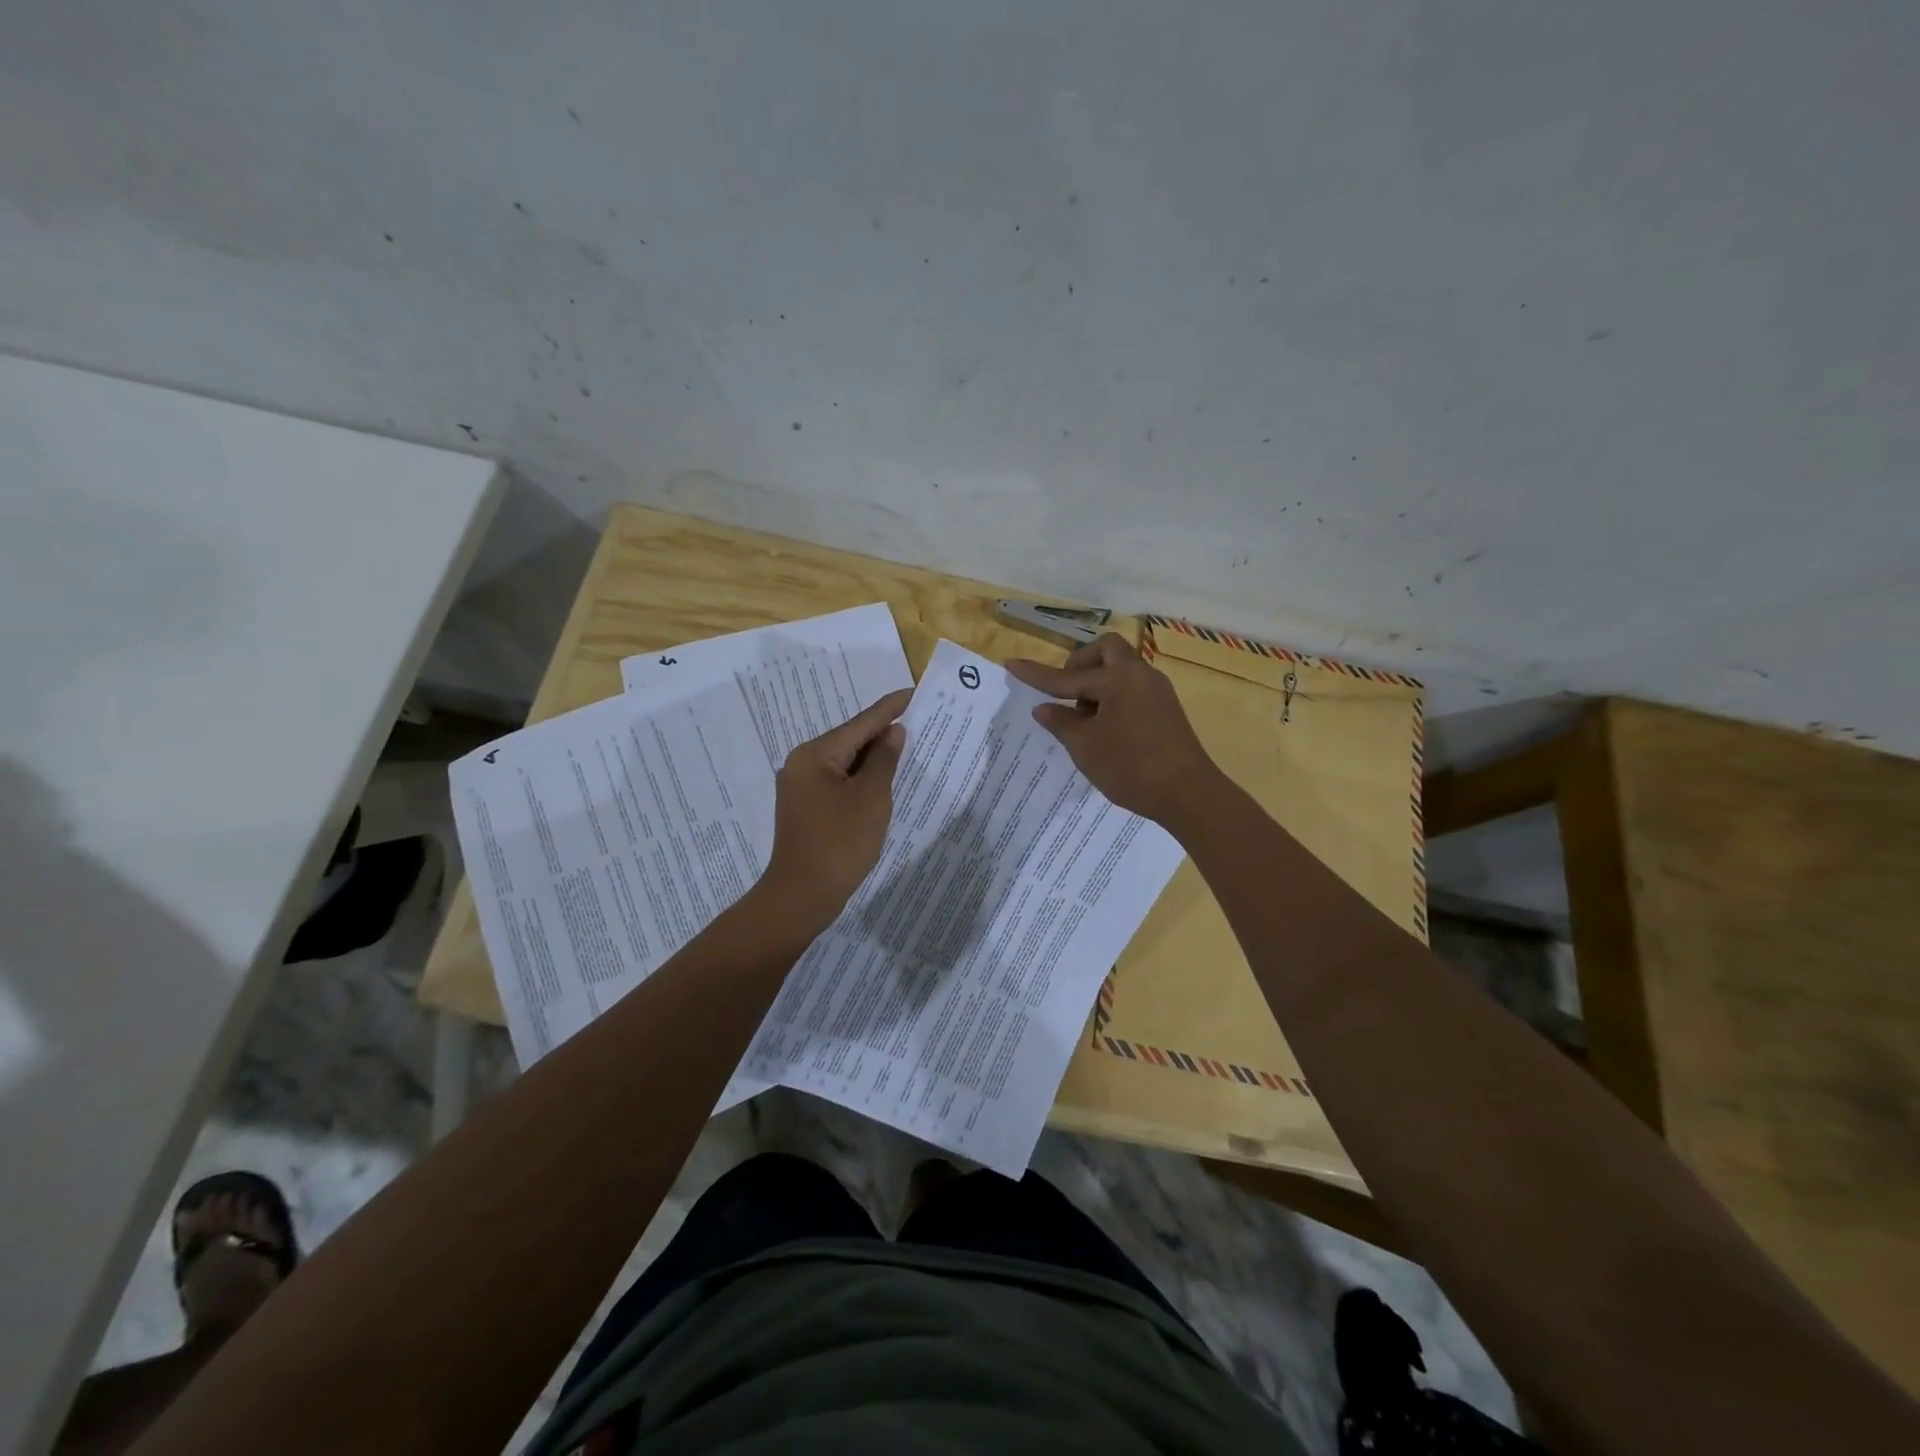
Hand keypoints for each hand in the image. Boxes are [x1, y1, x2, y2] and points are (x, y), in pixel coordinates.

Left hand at [758, 687, 912, 934]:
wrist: (802, 896)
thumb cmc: (840, 843)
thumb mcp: (871, 798)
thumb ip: (884, 760)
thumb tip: (892, 733)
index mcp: (815, 754)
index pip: (861, 723)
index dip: (890, 708)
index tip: (913, 692)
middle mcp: (802, 763)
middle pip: (850, 739)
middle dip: (883, 733)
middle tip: (917, 722)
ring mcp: (801, 786)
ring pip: (845, 762)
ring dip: (873, 758)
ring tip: (906, 748)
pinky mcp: (805, 806)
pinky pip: (838, 781)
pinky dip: (861, 778)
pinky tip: (882, 781)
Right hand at [1006, 633, 1221, 825]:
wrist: (1189, 794)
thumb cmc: (1131, 767)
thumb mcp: (1085, 747)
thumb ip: (1062, 722)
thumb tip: (1044, 708)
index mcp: (1118, 679)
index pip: (1068, 676)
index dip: (1037, 674)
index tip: (1011, 664)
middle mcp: (1140, 676)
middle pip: (1106, 651)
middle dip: (1080, 665)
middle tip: (1067, 692)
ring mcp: (1158, 692)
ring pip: (1121, 671)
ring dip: (1097, 684)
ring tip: (1083, 719)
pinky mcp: (1166, 711)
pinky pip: (1132, 690)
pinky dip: (1113, 699)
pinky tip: (1104, 729)